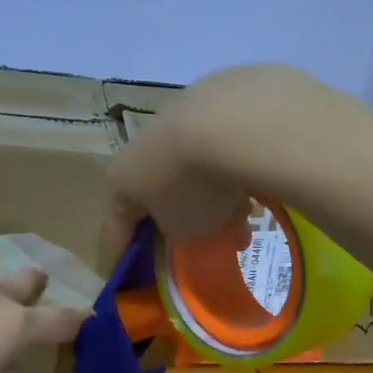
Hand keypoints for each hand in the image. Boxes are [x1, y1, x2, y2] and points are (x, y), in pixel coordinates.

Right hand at [109, 63, 359, 243]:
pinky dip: (234, 166)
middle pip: (159, 191)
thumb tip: (185, 223)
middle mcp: (143, 142)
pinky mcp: (218, 96)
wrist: (234, 120)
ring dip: (214, 195)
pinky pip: (222, 145)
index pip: (115, 225)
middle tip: (204, 244)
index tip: (124, 276)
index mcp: (123, 177)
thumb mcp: (183, 231)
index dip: (119, 255)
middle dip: (181, 220)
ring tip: (244, 218)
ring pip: (194, 166)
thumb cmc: (194, 188)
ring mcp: (180, 113)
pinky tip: (257, 181)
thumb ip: (178, 233)